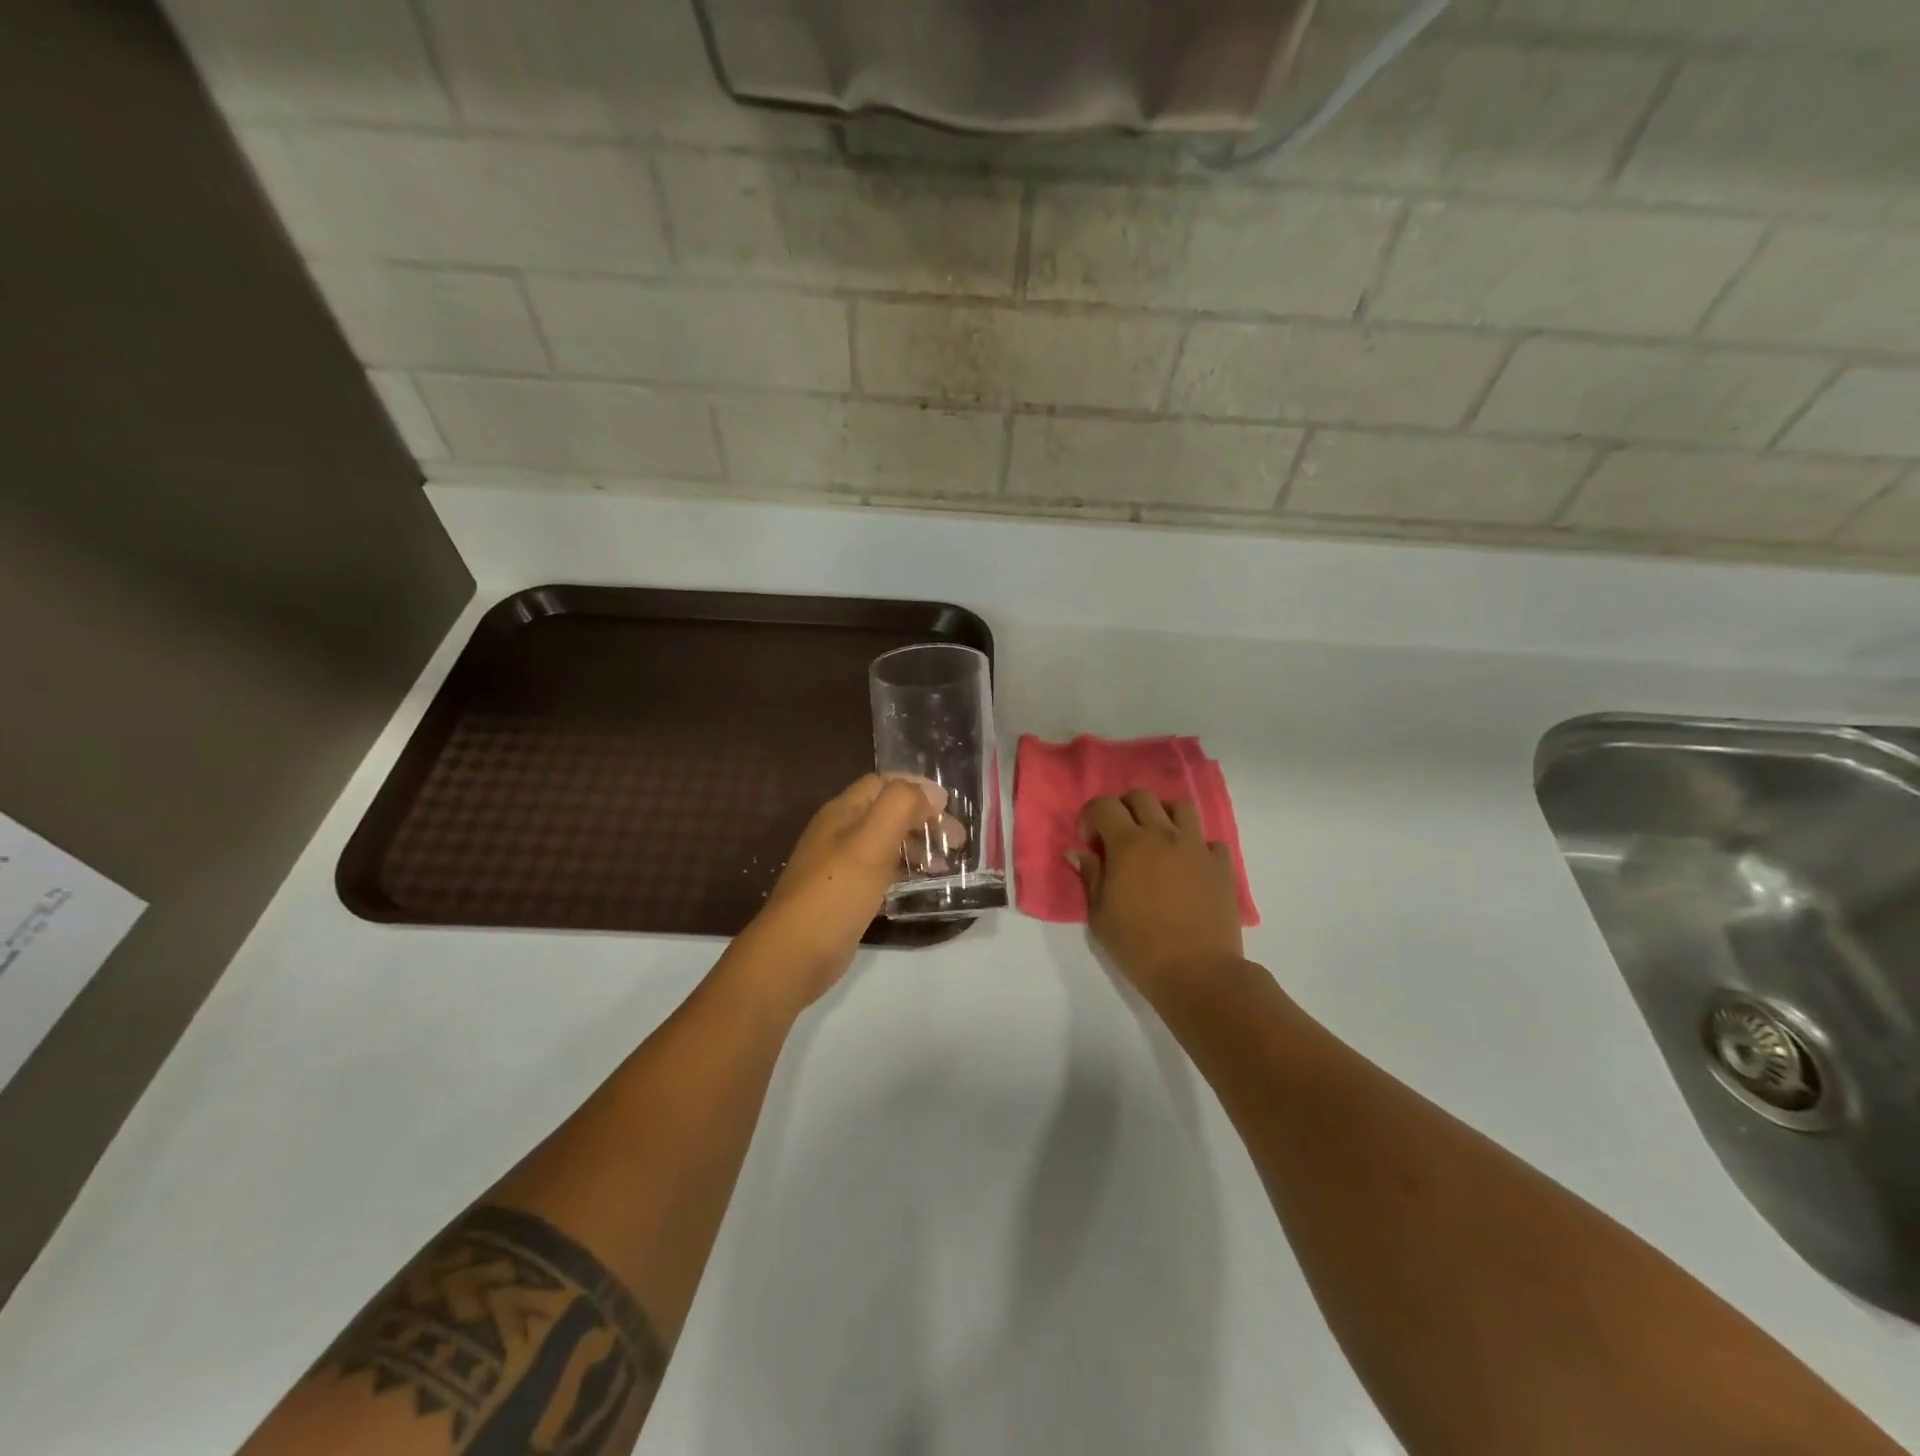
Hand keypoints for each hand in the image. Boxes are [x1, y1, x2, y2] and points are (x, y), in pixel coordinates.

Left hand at [732, 775, 944, 1010]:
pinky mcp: (846, 894)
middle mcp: (840, 832)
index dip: (917, 787)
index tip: (949, 806)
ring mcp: (841, 865)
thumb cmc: (835, 892)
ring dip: (918, 845)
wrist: (795, 954)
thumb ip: (901, 806)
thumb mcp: (871, 841)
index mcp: (842, 812)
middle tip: (956, 841)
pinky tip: (923, 885)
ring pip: (887, 842)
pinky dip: (905, 871)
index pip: (883, 782)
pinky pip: (881, 871)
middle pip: (888, 812)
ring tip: (946, 863)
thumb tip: (932, 793)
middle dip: (924, 819)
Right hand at [1073, 790, 1244, 999]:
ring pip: (1180, 807)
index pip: (1104, 805)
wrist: (1197, 972)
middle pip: (1142, 797)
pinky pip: (1209, 840)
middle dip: (1124, 808)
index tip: (1089, 841)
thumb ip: (1090, 876)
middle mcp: (1163, 835)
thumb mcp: (1100, 915)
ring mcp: (1196, 847)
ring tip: (1157, 841)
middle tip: (1119, 836)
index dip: (1090, 816)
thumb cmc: (1138, 946)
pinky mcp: (1221, 865)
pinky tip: (1188, 867)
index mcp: (1129, 844)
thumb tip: (1078, 851)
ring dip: (1163, 815)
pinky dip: (1196, 846)